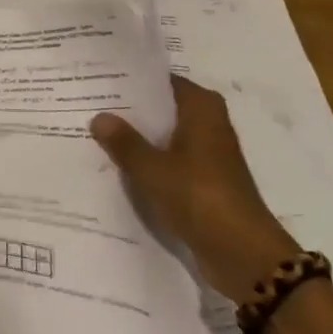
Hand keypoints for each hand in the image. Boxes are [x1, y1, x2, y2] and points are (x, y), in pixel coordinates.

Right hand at [91, 77, 299, 300]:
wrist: (242, 253)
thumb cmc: (199, 197)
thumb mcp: (152, 168)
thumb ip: (124, 142)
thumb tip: (99, 117)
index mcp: (202, 109)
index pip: (164, 81)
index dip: (134, 81)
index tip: (100, 79)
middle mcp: (209, 125)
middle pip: (164, 108)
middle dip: (131, 109)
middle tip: (89, 104)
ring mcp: (209, 155)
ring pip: (166, 136)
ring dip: (139, 137)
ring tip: (96, 132)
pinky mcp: (206, 181)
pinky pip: (170, 161)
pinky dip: (150, 161)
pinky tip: (118, 166)